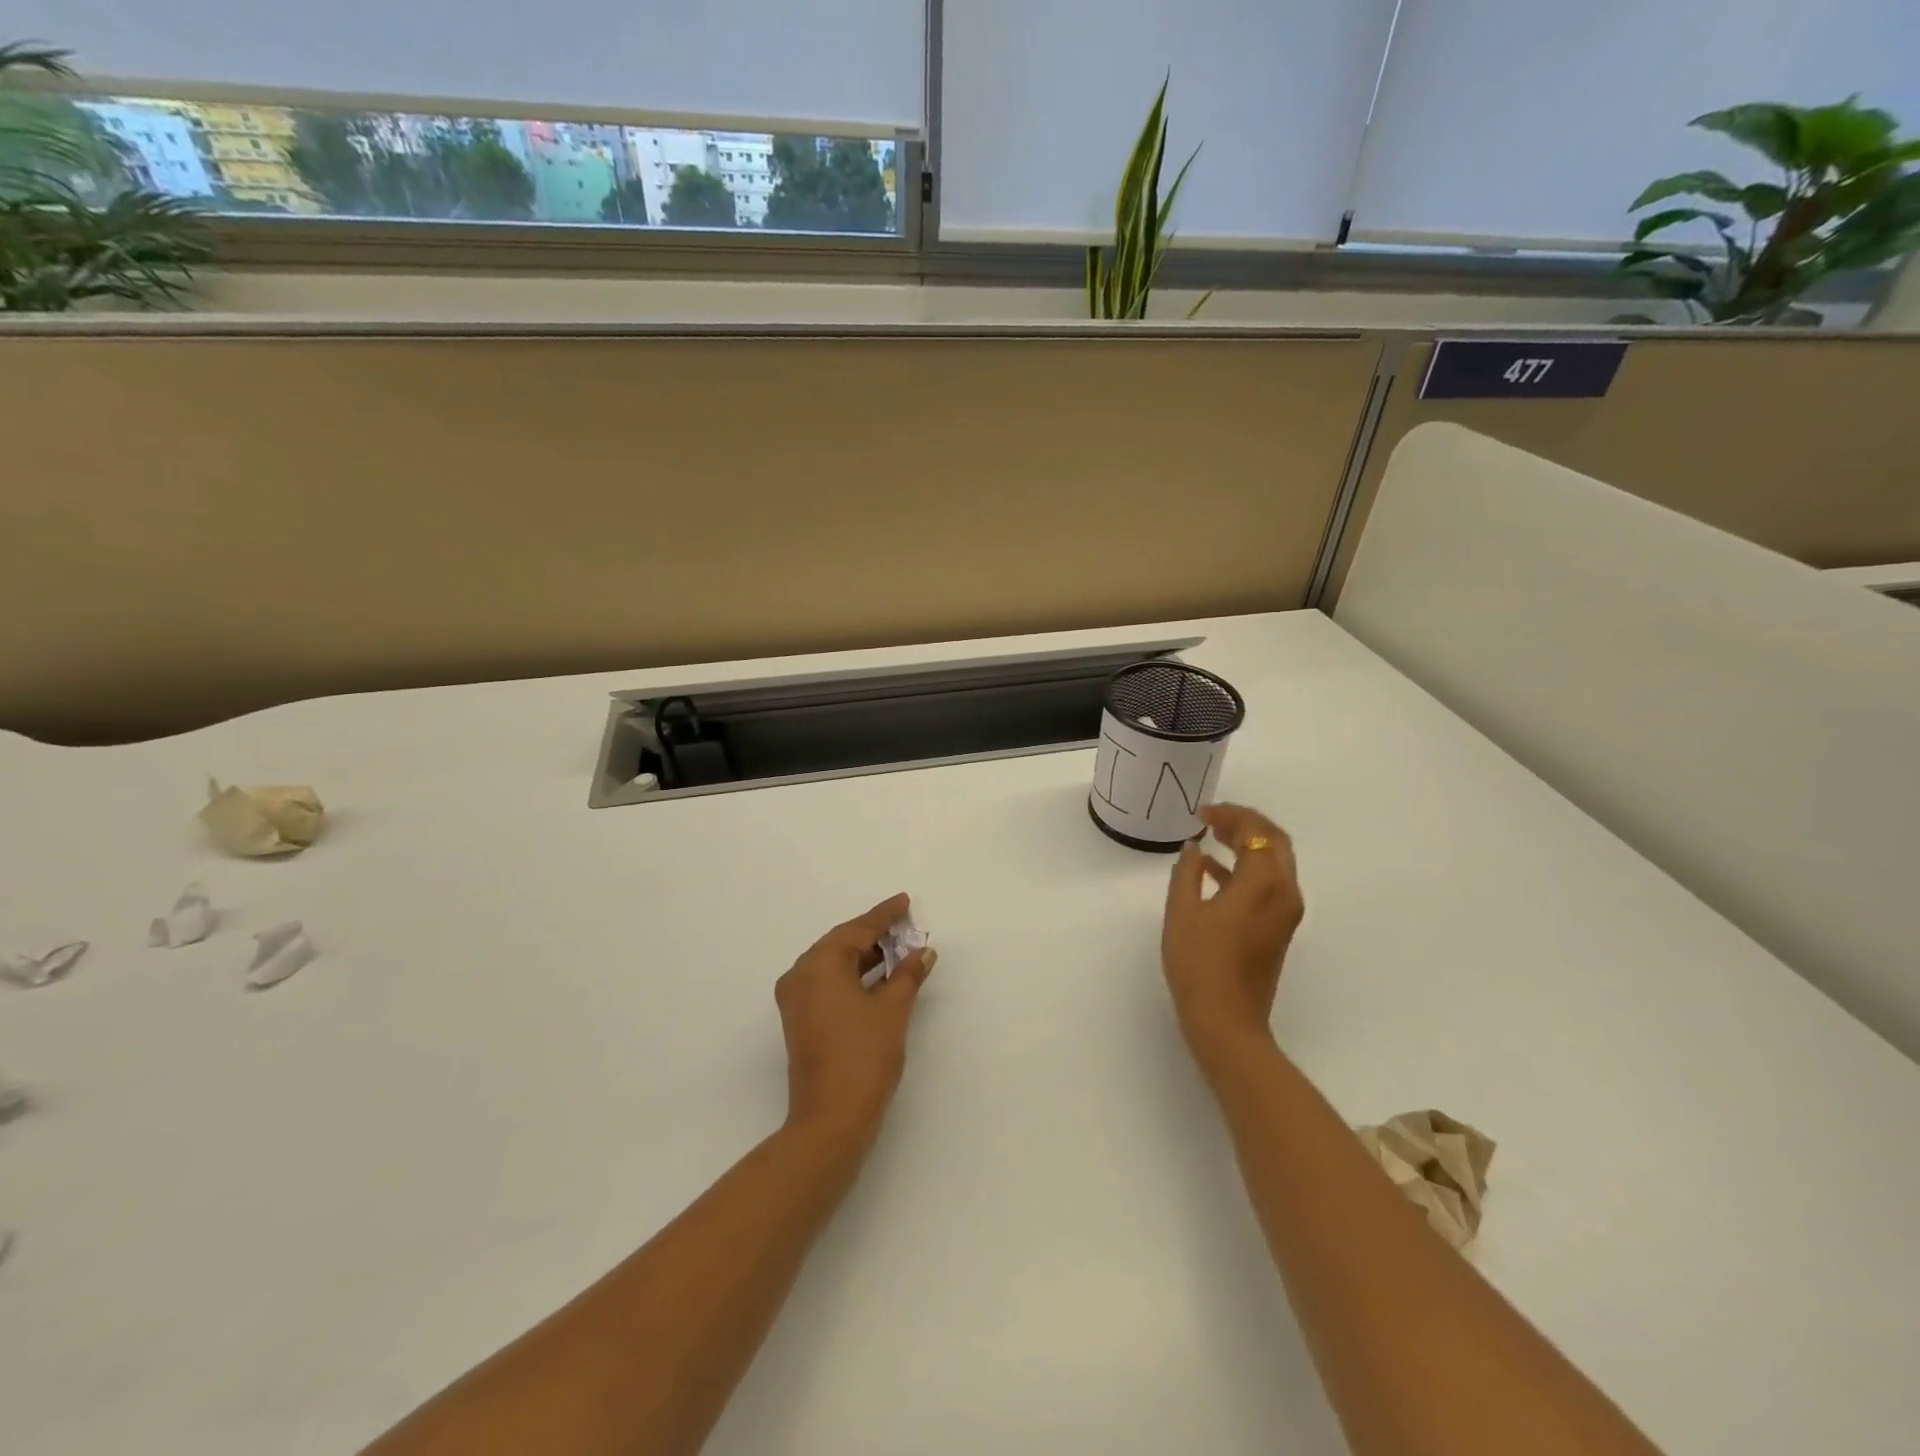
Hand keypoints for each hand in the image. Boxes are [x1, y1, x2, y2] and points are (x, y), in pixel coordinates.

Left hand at [776, 894, 937, 1141]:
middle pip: (842, 943)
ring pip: (835, 964)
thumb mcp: (893, 1010)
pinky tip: (881, 976)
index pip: (858, 930)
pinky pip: (829, 982)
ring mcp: (797, 999)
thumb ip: (908, 974)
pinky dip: (855, 975)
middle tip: (906, 924)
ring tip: (899, 947)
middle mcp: (801, 975)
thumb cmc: (863, 1056)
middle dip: (875, 934)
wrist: (831, 1119)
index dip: (885, 915)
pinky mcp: (801, 1020)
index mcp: (819, 965)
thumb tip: (923, 951)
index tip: (905, 901)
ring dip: (866, 955)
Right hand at [1162, 805, 1304, 1065]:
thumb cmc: (1199, 963)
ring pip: (1274, 863)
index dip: (1231, 815)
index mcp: (1263, 883)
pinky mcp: (1278, 930)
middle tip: (1213, 818)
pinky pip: (1269, 885)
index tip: (1203, 812)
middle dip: (1246, 825)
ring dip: (1248, 845)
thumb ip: (1187, 873)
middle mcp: (1284, 893)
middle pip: (1274, 842)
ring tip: (1212, 836)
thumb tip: (1193, 850)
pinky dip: (1246, 869)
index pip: (1257, 832)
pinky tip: (1214, 871)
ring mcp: (1285, 913)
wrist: (1226, 1021)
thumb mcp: (1182, 912)